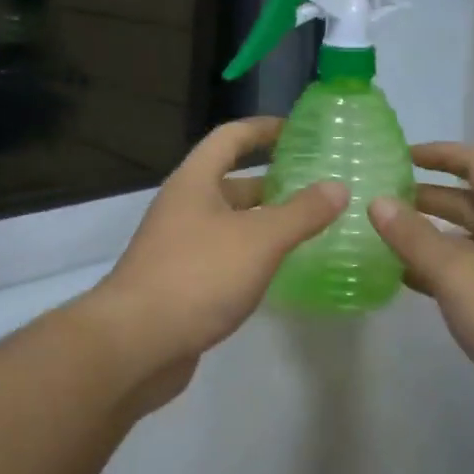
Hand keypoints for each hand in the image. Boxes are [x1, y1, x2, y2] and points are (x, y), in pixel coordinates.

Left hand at [84, 117, 346, 409]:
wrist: (135, 344)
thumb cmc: (198, 276)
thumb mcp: (259, 240)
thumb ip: (301, 213)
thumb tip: (338, 187)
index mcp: (194, 182)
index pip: (230, 137)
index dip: (263, 129)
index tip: (298, 129)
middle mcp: (183, 207)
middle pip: (230, 182)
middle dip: (271, 181)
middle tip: (316, 186)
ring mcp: (179, 246)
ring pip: (229, 222)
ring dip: (263, 221)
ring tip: (308, 227)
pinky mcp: (181, 282)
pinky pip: (223, 256)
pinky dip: (251, 255)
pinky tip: (278, 269)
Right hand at [369, 143, 473, 453]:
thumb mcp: (458, 272)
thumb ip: (414, 237)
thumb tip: (377, 201)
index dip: (440, 154)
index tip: (400, 157)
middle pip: (469, 203)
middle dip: (427, 198)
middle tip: (382, 201)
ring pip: (467, 242)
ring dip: (429, 237)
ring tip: (385, 240)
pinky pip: (470, 276)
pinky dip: (439, 273)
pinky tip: (409, 282)